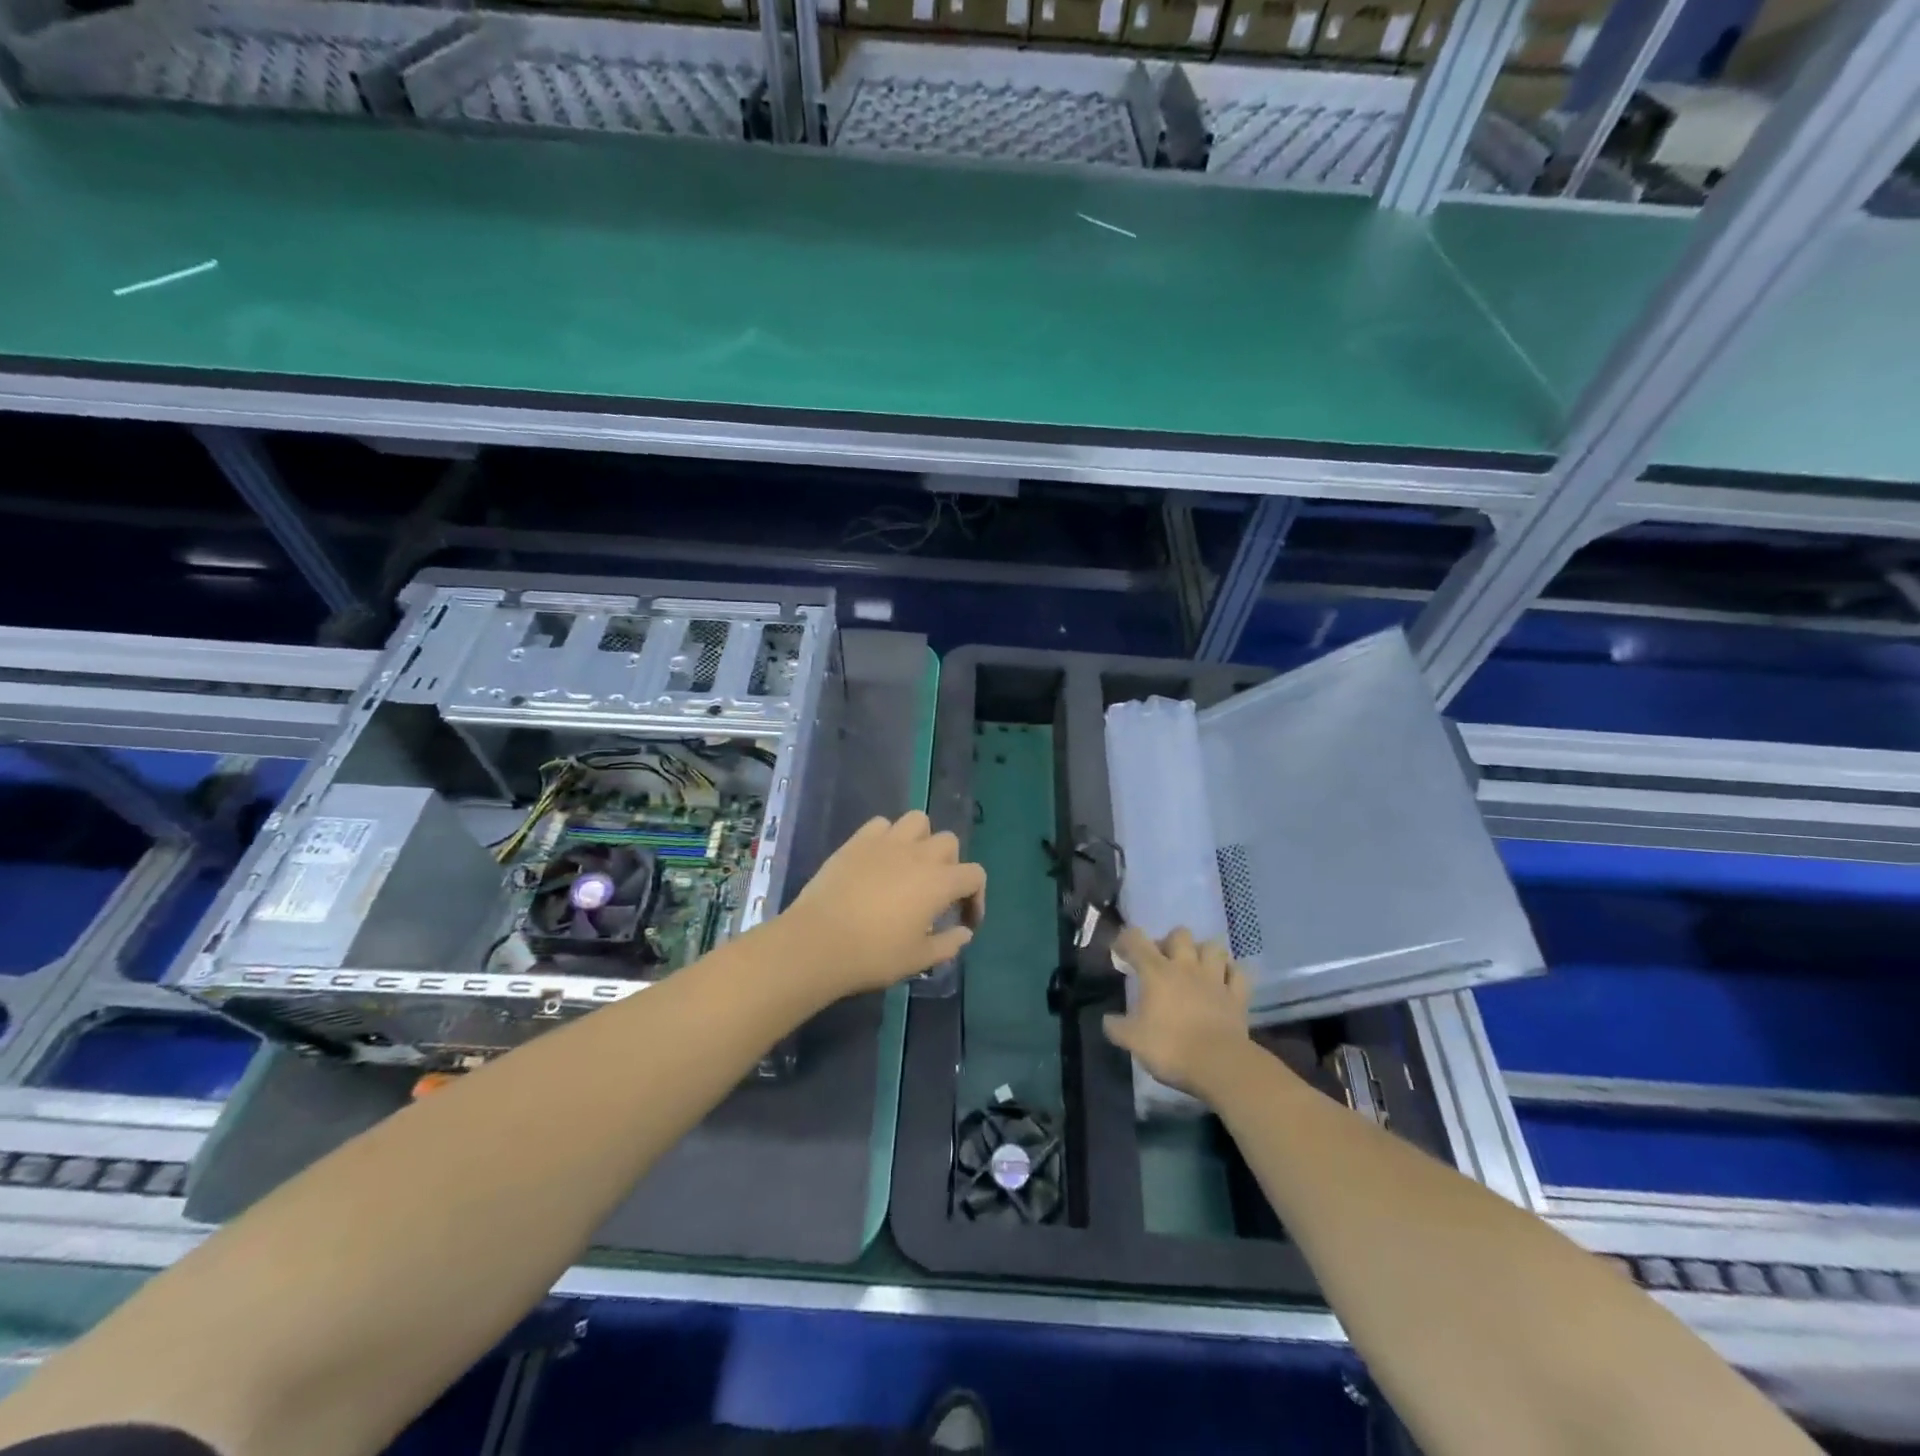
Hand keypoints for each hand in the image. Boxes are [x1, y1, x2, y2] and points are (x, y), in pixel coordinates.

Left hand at [778, 811, 985, 996]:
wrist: (819, 941)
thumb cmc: (874, 955)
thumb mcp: (918, 959)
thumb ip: (947, 945)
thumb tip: (964, 933)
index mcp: (939, 882)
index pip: (975, 875)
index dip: (976, 897)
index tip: (964, 920)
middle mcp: (918, 854)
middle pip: (949, 842)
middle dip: (950, 864)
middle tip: (936, 892)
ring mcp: (886, 842)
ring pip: (917, 821)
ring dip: (921, 839)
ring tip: (910, 865)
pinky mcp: (857, 841)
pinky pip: (881, 824)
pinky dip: (886, 836)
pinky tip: (879, 858)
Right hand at [1102, 926, 1250, 1098]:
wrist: (1219, 1065)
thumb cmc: (1170, 1048)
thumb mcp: (1133, 1041)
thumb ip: (1116, 1027)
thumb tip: (1108, 1019)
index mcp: (1156, 972)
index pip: (1136, 940)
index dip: (1125, 939)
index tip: (1120, 951)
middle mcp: (1186, 967)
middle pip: (1180, 934)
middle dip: (1170, 942)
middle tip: (1163, 960)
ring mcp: (1215, 979)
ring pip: (1214, 947)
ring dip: (1204, 952)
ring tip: (1197, 966)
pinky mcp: (1238, 996)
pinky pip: (1239, 973)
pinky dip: (1232, 973)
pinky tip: (1225, 980)